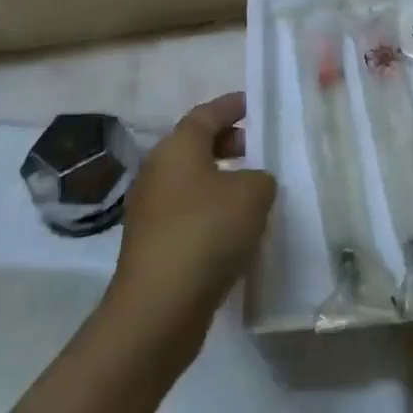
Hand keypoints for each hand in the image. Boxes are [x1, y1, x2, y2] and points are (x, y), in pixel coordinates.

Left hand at [104, 93, 274, 368]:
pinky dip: (212, 210)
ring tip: (255, 190)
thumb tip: (251, 183)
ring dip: (221, 179)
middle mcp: (158, 172)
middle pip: (196, 145)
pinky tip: (237, 228)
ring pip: (192, 181)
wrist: (158, 309)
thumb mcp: (253, 193)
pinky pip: (189, 212)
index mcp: (177, 147)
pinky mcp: (153, 244)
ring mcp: (151, 210)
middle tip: (260, 148)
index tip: (255, 104)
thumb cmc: (207, 232)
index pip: (207, 113)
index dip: (233, 106)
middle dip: (229, 142)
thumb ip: (261, 177)